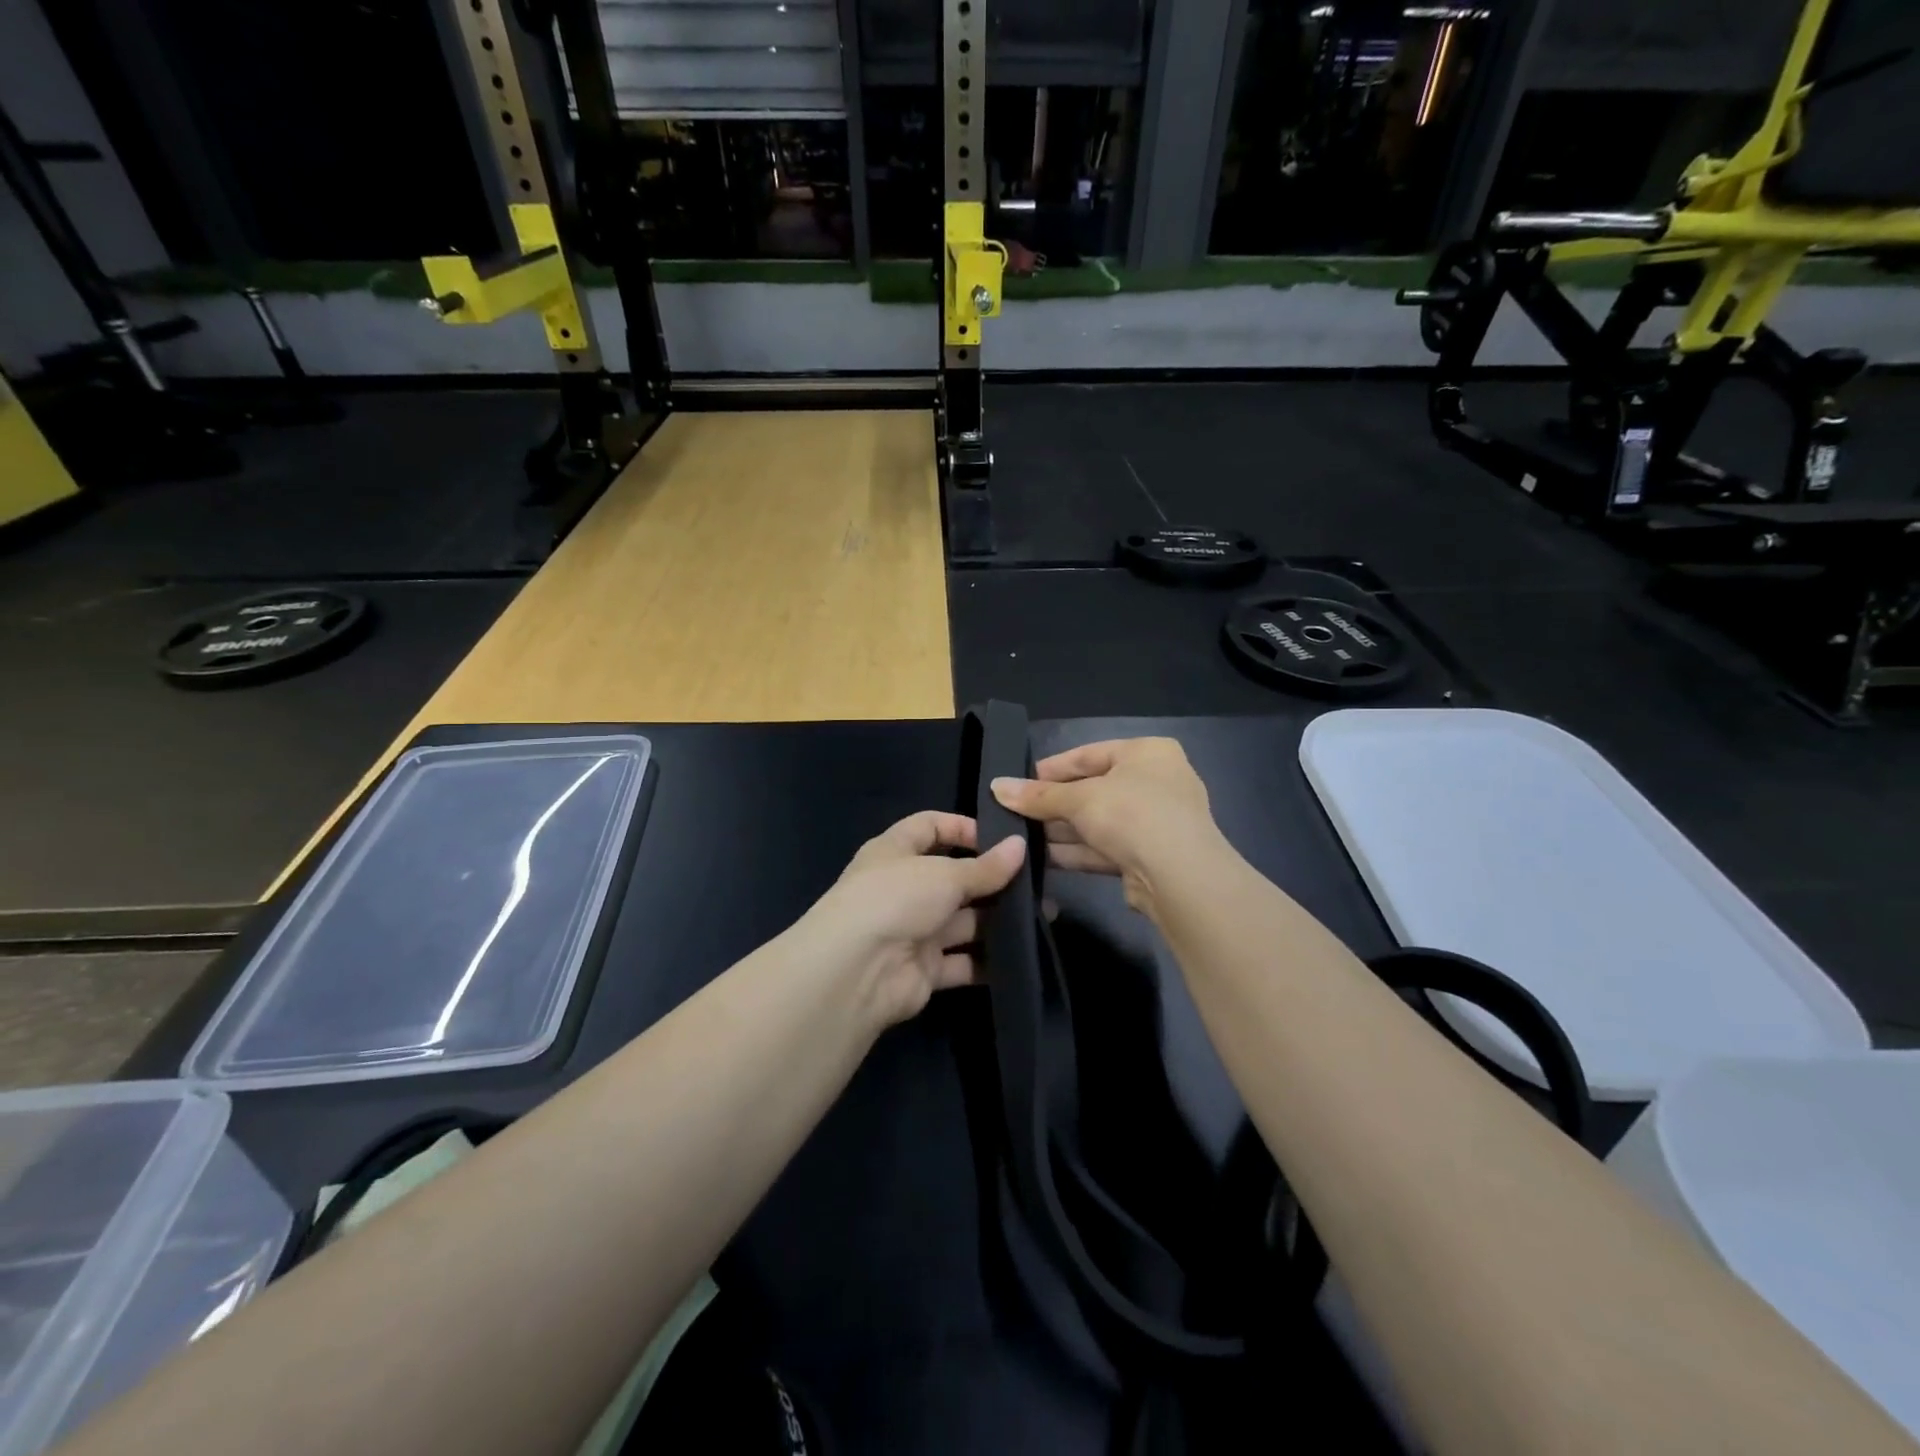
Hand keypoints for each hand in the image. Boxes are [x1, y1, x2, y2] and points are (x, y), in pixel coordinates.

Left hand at [796, 811, 1025, 1028]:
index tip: (1003, 838)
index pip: (929, 827)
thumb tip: (1020, 846)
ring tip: (1042, 915)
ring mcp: (914, 930)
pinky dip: (988, 961)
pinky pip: (963, 961)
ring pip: (963, 921)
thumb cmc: (896, 899)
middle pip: (954, 877)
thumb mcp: (944, 874)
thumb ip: (985, 866)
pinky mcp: (925, 969)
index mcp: (895, 851)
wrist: (857, 970)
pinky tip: (1024, 953)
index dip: (963, 828)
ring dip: (997, 920)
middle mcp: (903, 888)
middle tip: (1037, 882)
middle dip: (992, 880)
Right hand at [989, 738, 1218, 915]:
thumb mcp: (1079, 799)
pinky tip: (1040, 858)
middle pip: (1092, 789)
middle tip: (1013, 812)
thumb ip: (1038, 795)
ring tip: (1019, 837)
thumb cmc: (1132, 814)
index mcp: (1147, 753)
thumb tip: (996, 786)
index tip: (1017, 782)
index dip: (1050, 768)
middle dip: (1053, 804)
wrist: (1179, 876)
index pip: (1088, 754)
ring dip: (1060, 830)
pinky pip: (1104, 847)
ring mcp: (1155, 822)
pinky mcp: (1148, 856)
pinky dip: (1075, 851)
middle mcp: (1156, 782)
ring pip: (1097, 822)